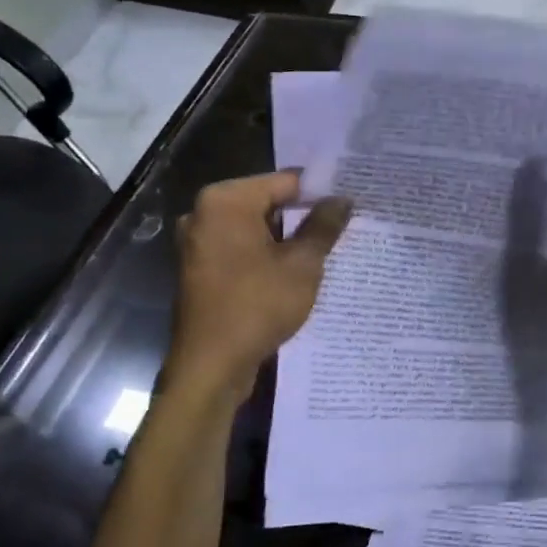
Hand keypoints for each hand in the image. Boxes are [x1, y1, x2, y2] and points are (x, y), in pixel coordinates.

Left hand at [167, 170, 352, 395]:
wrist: (211, 365)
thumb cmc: (257, 306)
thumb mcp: (302, 265)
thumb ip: (323, 227)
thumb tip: (342, 199)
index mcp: (225, 200)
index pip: (285, 181)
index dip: (320, 192)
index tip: (349, 204)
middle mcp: (204, 213)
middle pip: (267, 203)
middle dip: (303, 217)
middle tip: (343, 228)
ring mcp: (197, 242)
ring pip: (254, 229)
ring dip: (286, 240)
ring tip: (324, 252)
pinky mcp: (199, 269)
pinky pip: (240, 250)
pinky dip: (266, 257)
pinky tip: (294, 273)